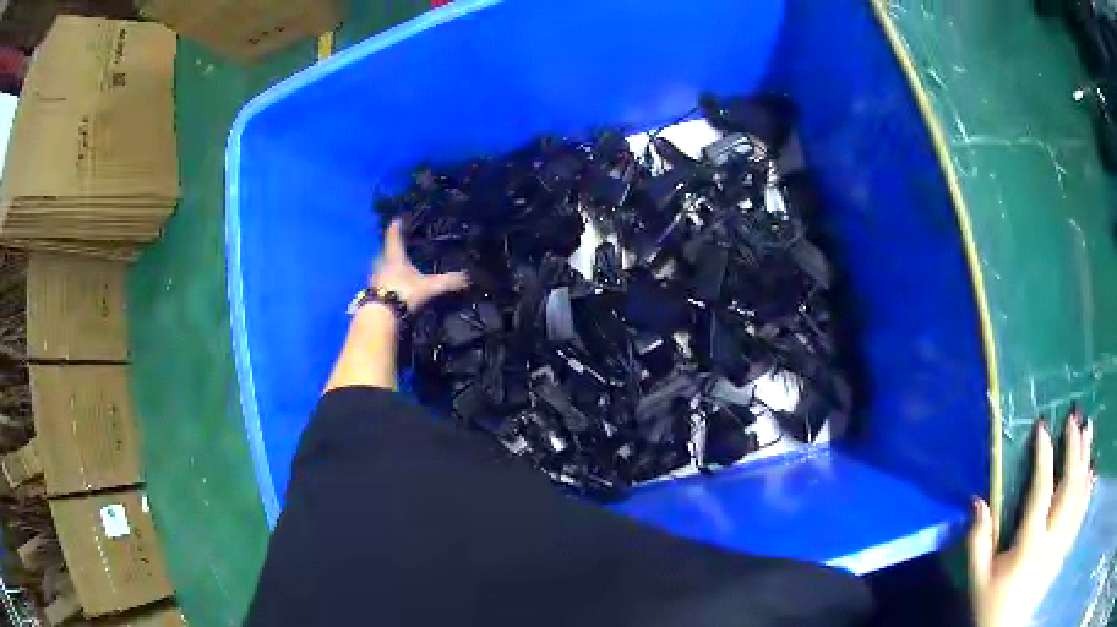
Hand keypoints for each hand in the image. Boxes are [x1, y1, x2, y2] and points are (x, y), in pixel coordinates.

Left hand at [371, 218, 468, 310]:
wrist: (381, 317)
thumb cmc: (404, 294)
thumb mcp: (429, 288)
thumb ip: (448, 282)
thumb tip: (468, 276)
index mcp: (394, 257)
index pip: (394, 236)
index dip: (397, 227)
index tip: (398, 219)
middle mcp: (381, 264)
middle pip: (386, 252)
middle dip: (392, 248)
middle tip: (400, 246)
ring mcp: (375, 280)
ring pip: (381, 267)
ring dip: (388, 266)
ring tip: (397, 267)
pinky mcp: (373, 294)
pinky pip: (380, 282)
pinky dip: (387, 282)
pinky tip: (394, 287)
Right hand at [967, 407, 1095, 626]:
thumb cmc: (992, 604)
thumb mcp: (978, 580)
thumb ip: (978, 542)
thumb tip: (977, 501)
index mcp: (1030, 545)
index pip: (1041, 493)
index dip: (1044, 458)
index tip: (1042, 428)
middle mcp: (1052, 538)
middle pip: (1069, 487)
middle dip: (1074, 449)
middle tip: (1074, 419)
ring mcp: (1063, 542)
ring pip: (1080, 494)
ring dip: (1085, 459)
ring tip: (1088, 430)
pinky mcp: (1066, 547)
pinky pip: (1082, 511)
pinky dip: (1088, 487)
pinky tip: (1091, 470)